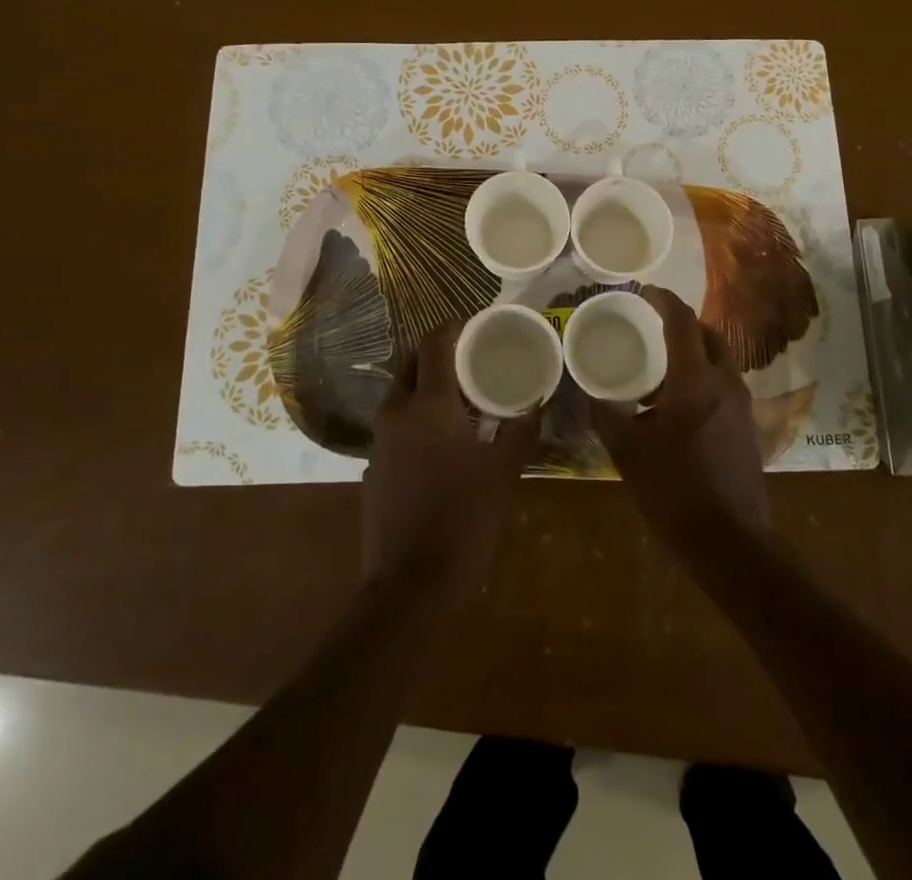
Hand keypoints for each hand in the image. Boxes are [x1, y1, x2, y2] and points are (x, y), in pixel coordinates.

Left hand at [363, 320, 537, 599]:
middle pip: (411, 362)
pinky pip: (396, 422)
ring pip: (401, 392)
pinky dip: (417, 414)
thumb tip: (538, 399)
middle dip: (438, 353)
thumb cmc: (464, 520)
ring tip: (463, 397)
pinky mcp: (374, 465)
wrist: (411, 586)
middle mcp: (396, 412)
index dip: (454, 326)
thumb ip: (521, 429)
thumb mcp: (504, 472)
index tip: (476, 325)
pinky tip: (443, 438)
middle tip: (472, 359)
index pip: (434, 343)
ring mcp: (379, 439)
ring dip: (427, 384)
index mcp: (428, 404)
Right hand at [592, 287, 770, 551]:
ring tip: (661, 366)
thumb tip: (590, 393)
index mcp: (694, 379)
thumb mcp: (627, 451)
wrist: (730, 541)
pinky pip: (724, 384)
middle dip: (683, 323)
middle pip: (708, 334)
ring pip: (720, 360)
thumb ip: (606, 415)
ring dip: (694, 352)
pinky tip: (678, 403)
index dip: (664, 299)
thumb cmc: (673, 490)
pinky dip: (703, 376)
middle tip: (653, 325)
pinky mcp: (747, 426)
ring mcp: (741, 405)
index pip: (682, 321)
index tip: (646, 291)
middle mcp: (724, 382)